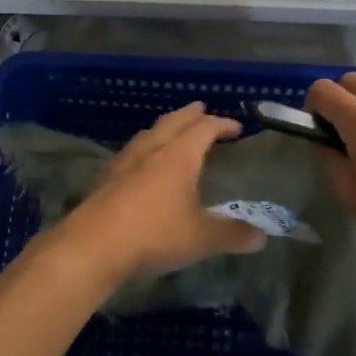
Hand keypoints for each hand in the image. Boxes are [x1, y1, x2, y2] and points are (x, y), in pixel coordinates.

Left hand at [62, 103, 265, 280]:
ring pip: (148, 134)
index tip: (236, 128)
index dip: (222, 125)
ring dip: (164, 128)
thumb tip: (262, 238)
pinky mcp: (106, 178)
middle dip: (190, 115)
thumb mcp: (200, 238)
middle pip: (172, 122)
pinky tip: (142, 164)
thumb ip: (232, 235)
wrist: (93, 245)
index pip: (204, 128)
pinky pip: (131, 152)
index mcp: (178, 156)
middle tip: (201, 110)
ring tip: (172, 131)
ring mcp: (124, 162)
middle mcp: (151, 151)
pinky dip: (145, 149)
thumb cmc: (154, 234)